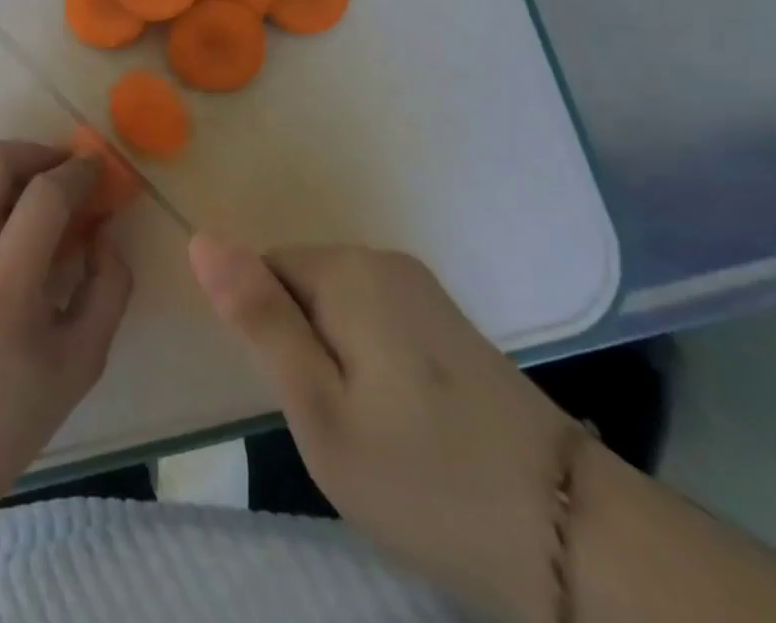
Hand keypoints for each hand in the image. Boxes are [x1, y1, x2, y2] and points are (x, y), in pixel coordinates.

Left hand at [0, 141, 134, 493]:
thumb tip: (104, 228)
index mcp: (2, 292)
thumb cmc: (10, 415)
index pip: (43, 198)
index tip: (96, 172)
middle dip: (34, 150)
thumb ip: (109, 288)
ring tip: (29, 178)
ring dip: (1, 156)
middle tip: (61, 168)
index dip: (77, 173)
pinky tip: (0, 210)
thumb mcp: (83, 362)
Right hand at [190, 235, 576, 622]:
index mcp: (347, 270)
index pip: (263, 273)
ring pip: (335, 308)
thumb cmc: (425, 477)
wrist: (574, 538)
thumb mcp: (319, 410)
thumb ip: (258, 319)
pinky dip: (370, 364)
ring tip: (373, 430)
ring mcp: (421, 288)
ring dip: (334, 359)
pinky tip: (406, 422)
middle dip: (301, 347)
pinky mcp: (446, 320)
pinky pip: (373, 321)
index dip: (270, 338)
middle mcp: (383, 259)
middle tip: (338, 425)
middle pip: (300, 286)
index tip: (304, 398)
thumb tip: (201, 238)